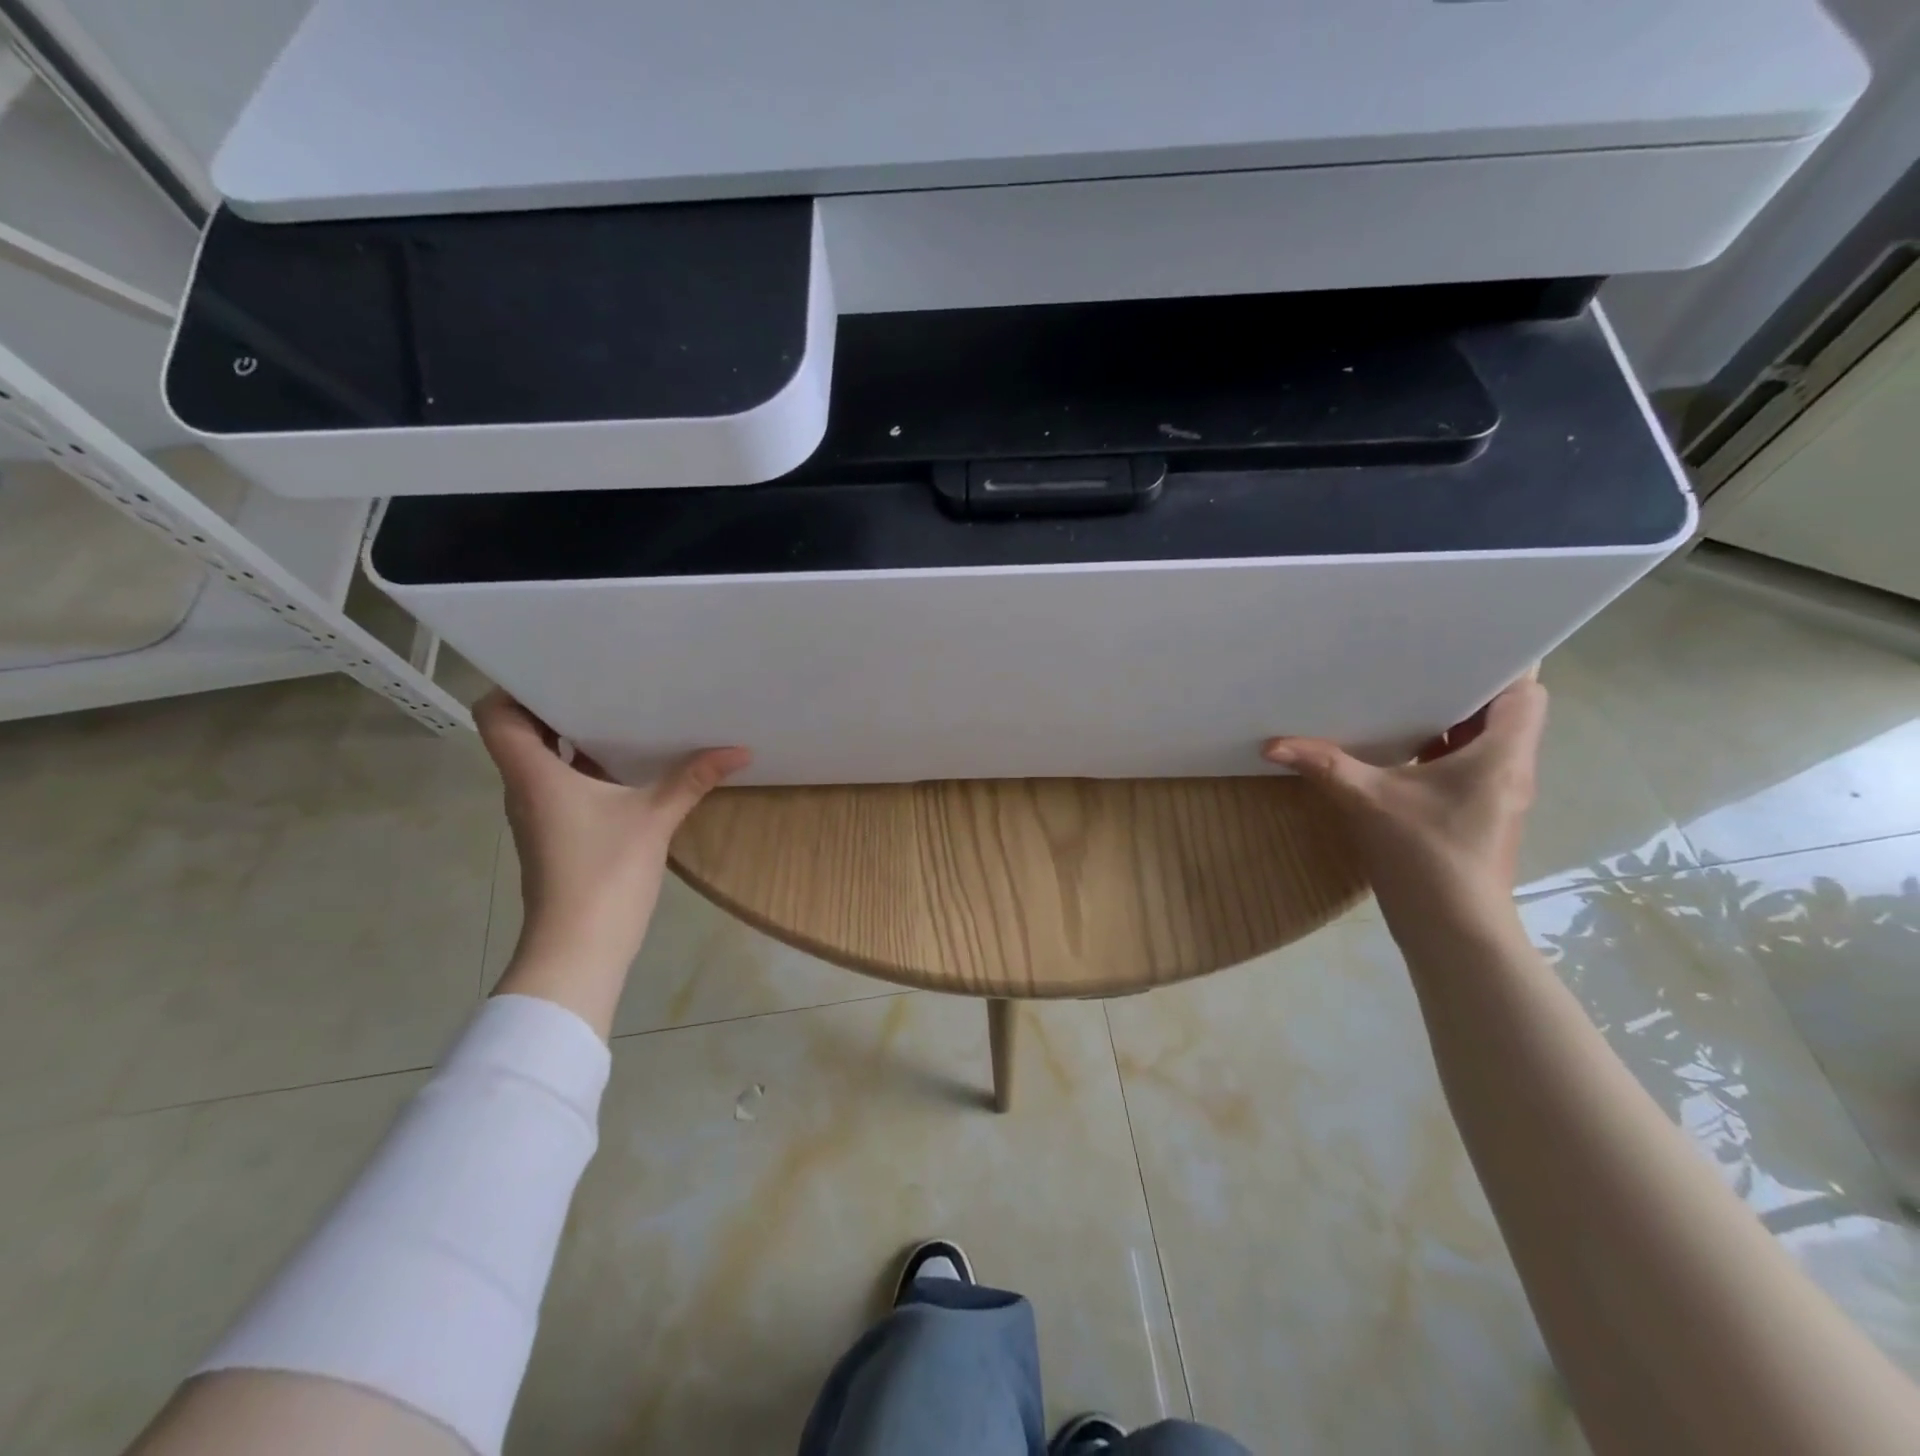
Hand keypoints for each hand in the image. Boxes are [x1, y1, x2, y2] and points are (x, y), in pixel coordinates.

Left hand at [475, 691, 749, 1034]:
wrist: (579, 949)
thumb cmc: (603, 874)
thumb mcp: (654, 819)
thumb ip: (693, 779)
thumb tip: (740, 750)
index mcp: (534, 775)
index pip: (497, 716)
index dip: (516, 688)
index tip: (558, 671)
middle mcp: (527, 790)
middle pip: (524, 735)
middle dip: (559, 707)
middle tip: (604, 682)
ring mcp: (540, 816)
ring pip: (546, 762)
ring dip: (575, 739)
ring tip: (621, 714)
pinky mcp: (557, 836)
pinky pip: (564, 787)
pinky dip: (588, 770)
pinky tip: (629, 767)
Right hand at [1263, 674, 1547, 942]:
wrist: (1454, 930)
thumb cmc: (1426, 856)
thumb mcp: (1368, 801)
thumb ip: (1324, 766)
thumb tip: (1272, 744)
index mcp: (1501, 754)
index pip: (1525, 691)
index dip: (1502, 663)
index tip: (1460, 645)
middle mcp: (1509, 768)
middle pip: (1505, 711)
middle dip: (1465, 687)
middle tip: (1418, 664)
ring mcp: (1496, 794)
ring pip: (1486, 740)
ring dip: (1452, 720)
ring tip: (1404, 696)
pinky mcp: (1477, 814)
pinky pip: (1468, 765)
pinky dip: (1441, 749)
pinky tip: (1399, 749)